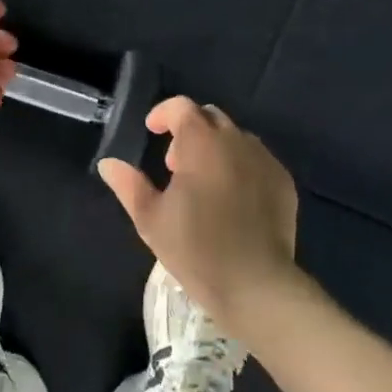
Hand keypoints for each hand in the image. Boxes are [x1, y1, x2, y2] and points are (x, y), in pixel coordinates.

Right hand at [97, 97, 301, 332]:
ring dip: (216, 148)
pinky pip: (257, 160)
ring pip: (236, 138)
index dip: (163, 113)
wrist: (255, 284)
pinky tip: (233, 199)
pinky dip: (241, 166)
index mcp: (201, 143)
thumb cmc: (196, 249)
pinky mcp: (283, 181)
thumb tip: (108, 163)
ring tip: (204, 183)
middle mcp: (236, 141)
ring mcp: (265, 160)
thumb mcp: (151, 219)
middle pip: (211, 117)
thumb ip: (128, 185)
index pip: (182, 107)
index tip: (152, 131)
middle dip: (190, 130)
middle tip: (175, 164)